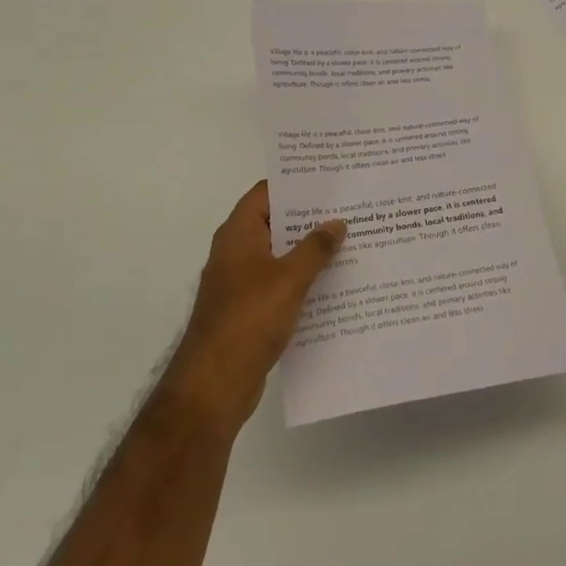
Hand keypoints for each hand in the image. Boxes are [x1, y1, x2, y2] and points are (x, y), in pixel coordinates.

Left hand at [165, 181, 345, 432]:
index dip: (296, 184)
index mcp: (238, 234)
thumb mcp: (289, 279)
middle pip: (276, 223)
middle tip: (351, 209)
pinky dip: (303, 280)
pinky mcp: (249, 310)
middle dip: (310, 218)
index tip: (330, 181)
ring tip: (351, 242)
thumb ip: (315, 248)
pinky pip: (280, 284)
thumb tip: (337, 223)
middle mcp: (236, 251)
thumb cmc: (249, 319)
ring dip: (309, 251)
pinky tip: (334, 284)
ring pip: (280, 255)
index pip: (266, 193)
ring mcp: (241, 282)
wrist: (214, 384)